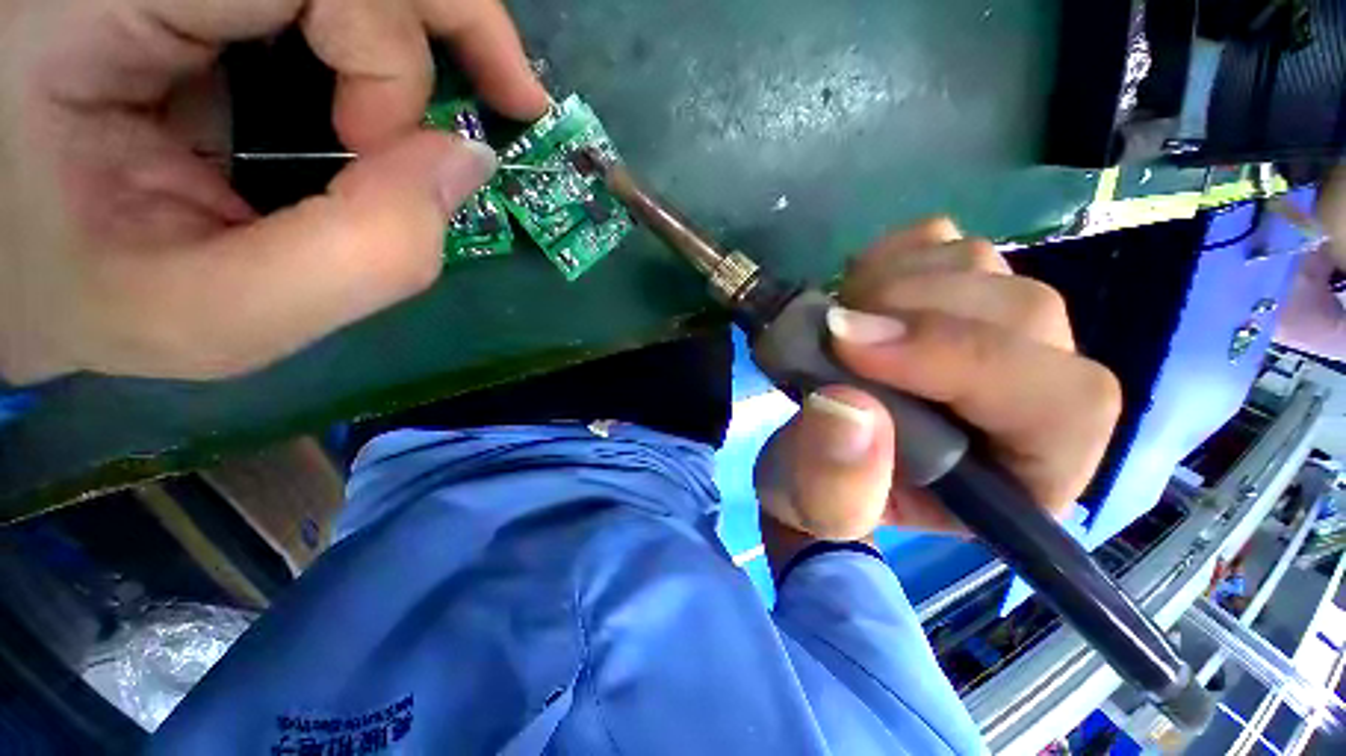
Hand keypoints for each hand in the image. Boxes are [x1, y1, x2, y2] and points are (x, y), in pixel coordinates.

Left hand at [0, 0, 548, 383]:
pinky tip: (391, 92)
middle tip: (516, 98)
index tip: (377, 155)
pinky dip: (382, 44)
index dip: (385, 62)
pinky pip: (325, 1)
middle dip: (455, 20)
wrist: (15, 258)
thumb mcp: (214, 320)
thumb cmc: (87, 297)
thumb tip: (468, 164)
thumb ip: (364, 256)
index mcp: (109, 6)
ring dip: (426, 33)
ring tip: (478, 93)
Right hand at [754, 218, 1120, 545]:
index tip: (850, 348)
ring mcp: (992, 330)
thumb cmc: (824, 493)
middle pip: (1024, 313)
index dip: (960, 360)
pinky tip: (855, 295)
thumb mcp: (815, 511)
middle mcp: (1031, 395)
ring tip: (836, 325)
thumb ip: (834, 486)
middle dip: (912, 315)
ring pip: (980, 265)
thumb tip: (846, 405)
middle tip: (831, 334)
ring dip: (890, 285)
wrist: (813, 456)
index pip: (1061, 405)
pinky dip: (888, 258)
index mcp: (1024, 474)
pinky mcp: (951, 292)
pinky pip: (941, 240)